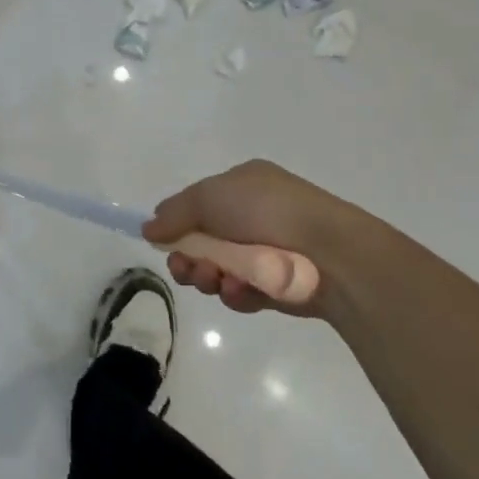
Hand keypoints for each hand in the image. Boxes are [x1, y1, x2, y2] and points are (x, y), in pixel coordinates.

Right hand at [143, 159, 384, 318]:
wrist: (330, 252)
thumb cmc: (266, 211)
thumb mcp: (209, 197)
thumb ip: (174, 213)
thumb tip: (148, 228)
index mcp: (243, 185)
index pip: (199, 204)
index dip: (178, 225)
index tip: (162, 243)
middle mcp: (255, 216)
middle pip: (204, 242)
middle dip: (189, 259)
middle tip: (185, 269)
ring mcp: (268, 252)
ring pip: (220, 270)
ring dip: (209, 277)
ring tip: (215, 280)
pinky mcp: (278, 286)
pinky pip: (244, 292)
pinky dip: (237, 293)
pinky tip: (242, 290)